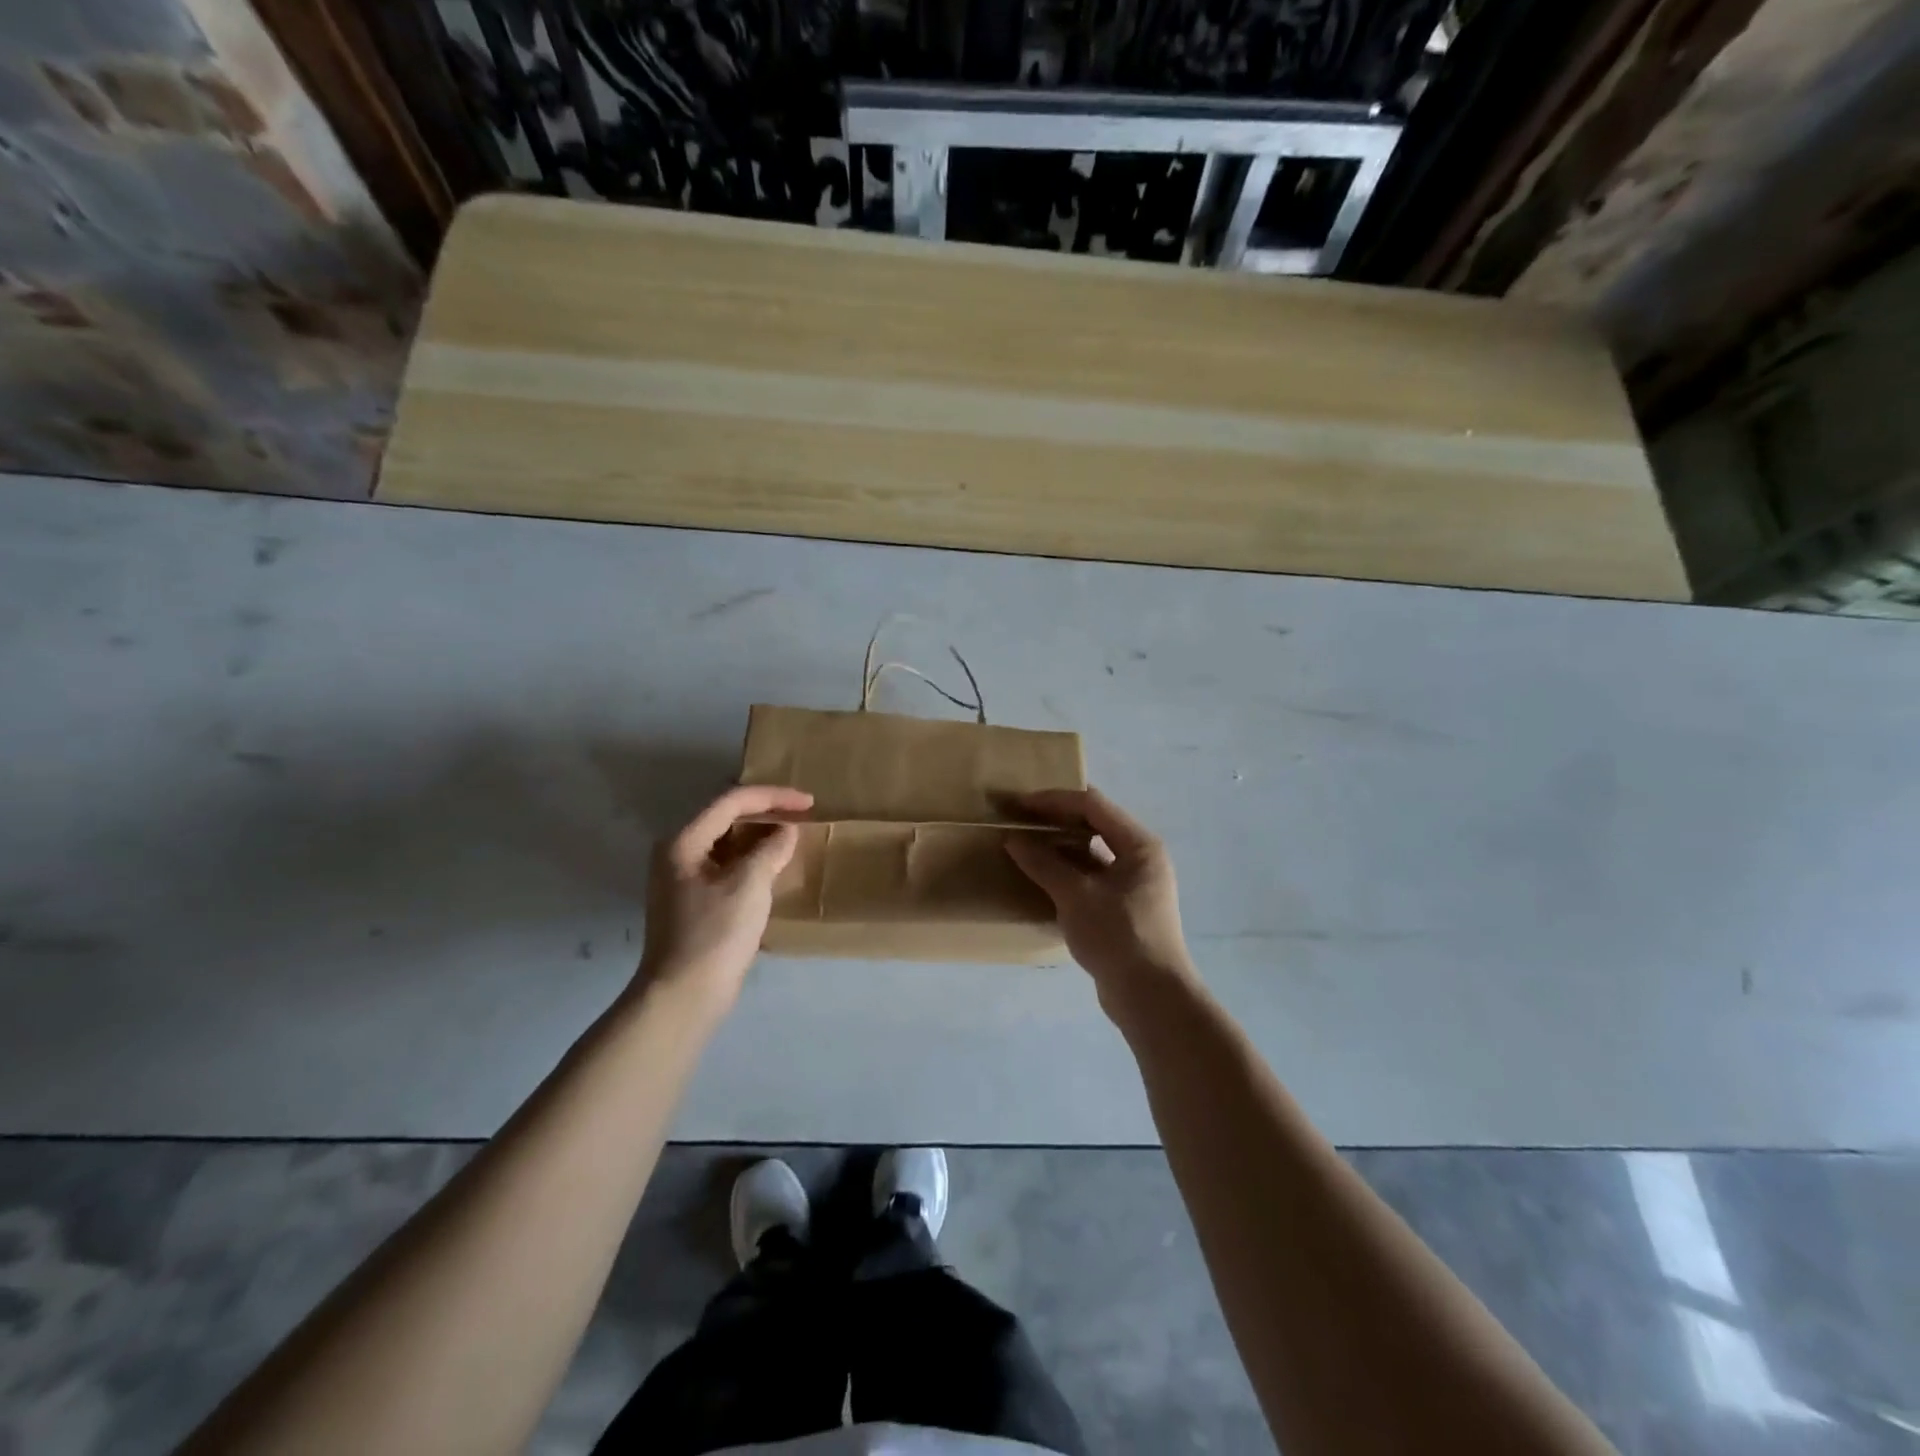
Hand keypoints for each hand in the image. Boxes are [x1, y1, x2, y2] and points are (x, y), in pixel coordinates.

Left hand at [638, 784, 811, 1011]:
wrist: (684, 996)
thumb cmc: (715, 934)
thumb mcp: (749, 885)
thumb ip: (771, 849)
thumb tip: (786, 832)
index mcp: (683, 842)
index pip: (731, 802)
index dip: (773, 797)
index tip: (809, 803)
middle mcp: (677, 854)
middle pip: (726, 818)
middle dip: (766, 813)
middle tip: (802, 815)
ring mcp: (683, 880)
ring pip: (727, 843)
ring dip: (760, 837)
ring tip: (793, 837)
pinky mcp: (694, 902)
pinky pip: (727, 867)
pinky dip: (752, 861)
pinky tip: (775, 868)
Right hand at [1005, 787, 1195, 1012]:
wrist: (1151, 998)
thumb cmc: (1118, 936)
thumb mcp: (1076, 896)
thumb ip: (1044, 864)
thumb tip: (1014, 840)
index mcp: (1139, 845)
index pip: (1093, 805)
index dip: (1054, 800)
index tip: (1020, 804)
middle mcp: (1141, 857)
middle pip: (1095, 824)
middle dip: (1057, 820)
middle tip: (1021, 820)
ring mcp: (1134, 884)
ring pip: (1092, 852)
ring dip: (1060, 847)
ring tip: (1026, 846)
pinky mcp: (1124, 908)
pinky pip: (1091, 877)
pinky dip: (1067, 872)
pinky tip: (1041, 878)